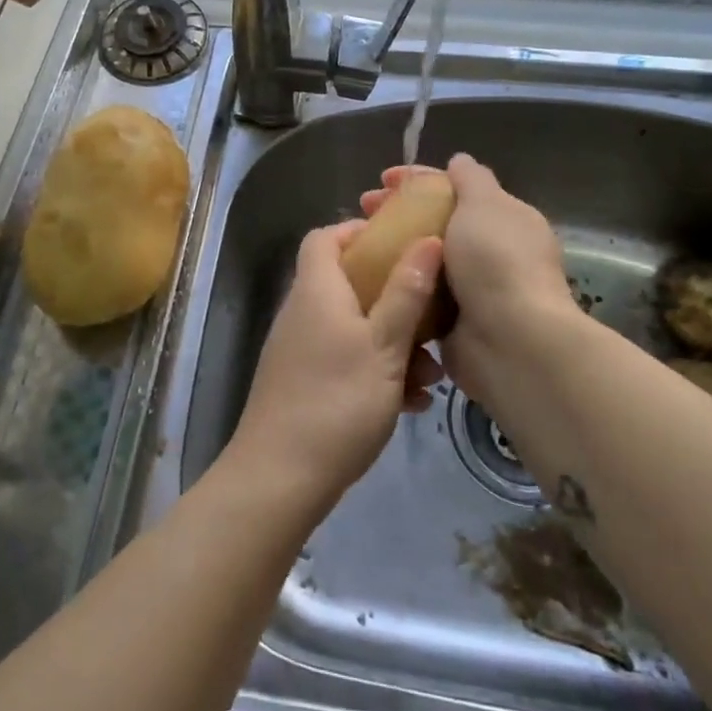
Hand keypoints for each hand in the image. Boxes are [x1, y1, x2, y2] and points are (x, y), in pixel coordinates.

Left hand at [226, 220, 444, 516]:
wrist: (280, 477)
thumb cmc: (337, 401)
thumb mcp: (384, 345)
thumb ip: (406, 292)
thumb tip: (427, 239)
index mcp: (317, 289)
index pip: (326, 237)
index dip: (360, 232)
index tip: (401, 244)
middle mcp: (304, 311)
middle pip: (348, 282)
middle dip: (394, 298)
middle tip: (431, 316)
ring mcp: (302, 348)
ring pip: (354, 326)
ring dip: (394, 342)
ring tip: (430, 374)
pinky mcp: (305, 382)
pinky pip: (346, 359)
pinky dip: (377, 370)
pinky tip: (412, 402)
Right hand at [362, 155, 577, 407]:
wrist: (512, 342)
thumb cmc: (497, 262)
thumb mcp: (485, 204)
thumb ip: (471, 178)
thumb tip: (459, 160)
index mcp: (504, 220)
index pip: (456, 188)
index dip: (417, 179)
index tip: (381, 179)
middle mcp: (490, 252)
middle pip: (435, 222)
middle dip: (398, 213)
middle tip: (362, 211)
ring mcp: (471, 289)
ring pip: (423, 259)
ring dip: (393, 249)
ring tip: (358, 245)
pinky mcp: (452, 322)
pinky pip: (418, 295)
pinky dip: (397, 285)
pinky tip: (368, 279)